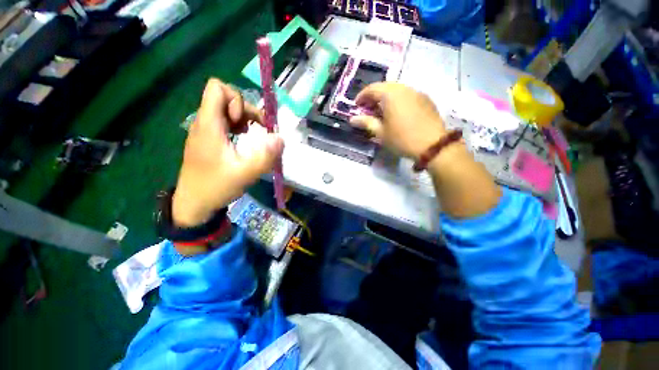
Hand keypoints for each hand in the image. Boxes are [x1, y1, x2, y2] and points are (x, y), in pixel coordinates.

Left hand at [172, 79, 283, 226]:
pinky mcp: (207, 139)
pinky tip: (242, 140)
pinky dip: (237, 127)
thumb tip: (281, 138)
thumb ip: (265, 156)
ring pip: (225, 109)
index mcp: (209, 125)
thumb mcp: (245, 174)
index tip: (243, 124)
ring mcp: (205, 131)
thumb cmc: (216, 186)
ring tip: (250, 135)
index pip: (217, 88)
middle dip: (245, 110)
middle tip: (255, 131)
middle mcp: (204, 122)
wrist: (193, 203)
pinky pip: (224, 122)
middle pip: (225, 97)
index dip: (237, 101)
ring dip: (243, 119)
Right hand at [350, 82, 445, 158]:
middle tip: (368, 109)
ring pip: (397, 90)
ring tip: (381, 111)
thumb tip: (352, 119)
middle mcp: (404, 88)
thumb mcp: (381, 133)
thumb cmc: (401, 138)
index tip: (356, 105)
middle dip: (374, 97)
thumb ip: (366, 123)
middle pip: (385, 87)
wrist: (432, 145)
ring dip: (386, 98)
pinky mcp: (426, 99)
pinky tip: (397, 113)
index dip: (362, 96)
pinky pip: (407, 95)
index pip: (372, 89)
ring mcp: (417, 92)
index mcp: (390, 94)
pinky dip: (398, 100)